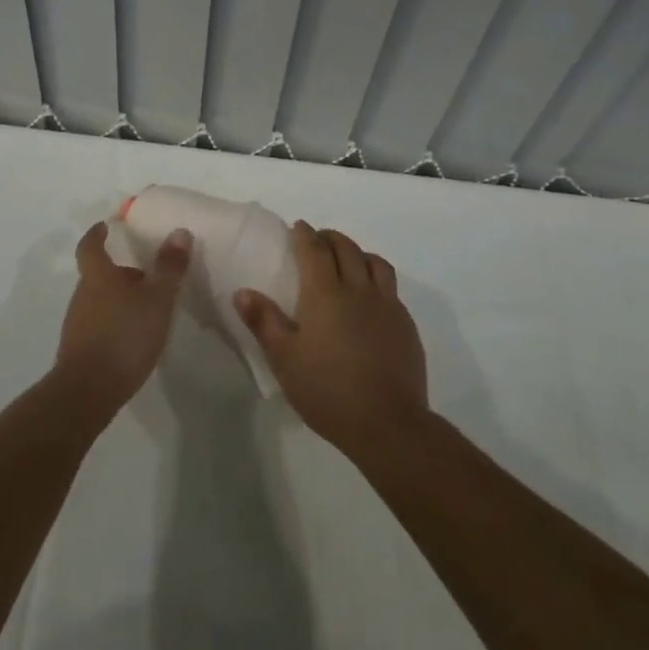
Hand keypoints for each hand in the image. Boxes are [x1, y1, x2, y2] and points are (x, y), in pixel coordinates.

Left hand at [54, 221, 189, 416]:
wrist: (88, 391)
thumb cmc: (125, 335)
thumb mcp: (157, 298)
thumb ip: (169, 267)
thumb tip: (178, 232)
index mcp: (98, 276)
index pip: (90, 246)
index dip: (96, 234)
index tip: (105, 226)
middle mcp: (83, 295)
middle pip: (99, 275)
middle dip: (121, 273)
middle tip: (147, 276)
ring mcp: (78, 324)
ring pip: (100, 301)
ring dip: (120, 300)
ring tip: (148, 310)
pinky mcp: (80, 350)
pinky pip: (99, 325)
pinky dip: (115, 323)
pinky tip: (134, 338)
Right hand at [233, 221, 427, 458]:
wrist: (386, 422)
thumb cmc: (326, 390)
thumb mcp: (284, 359)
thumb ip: (264, 321)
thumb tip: (243, 291)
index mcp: (325, 293)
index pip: (315, 249)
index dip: (305, 235)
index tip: (298, 227)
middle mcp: (358, 289)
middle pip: (347, 248)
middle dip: (331, 238)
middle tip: (319, 240)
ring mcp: (387, 305)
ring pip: (376, 263)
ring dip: (359, 253)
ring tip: (349, 260)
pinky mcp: (406, 324)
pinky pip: (392, 288)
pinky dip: (378, 279)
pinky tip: (372, 298)